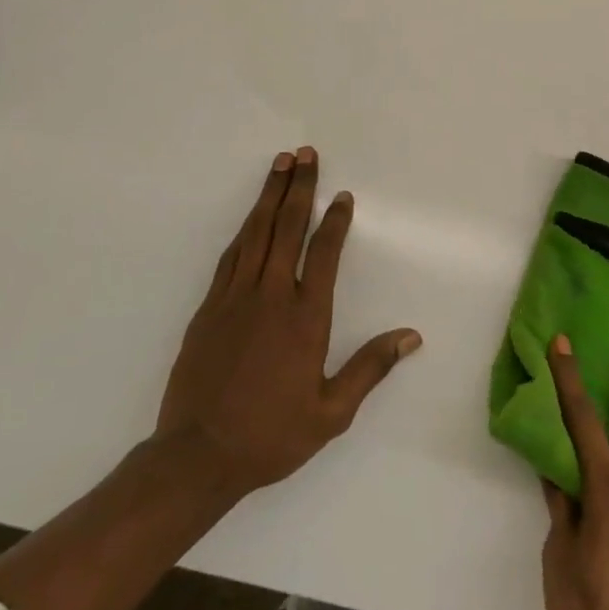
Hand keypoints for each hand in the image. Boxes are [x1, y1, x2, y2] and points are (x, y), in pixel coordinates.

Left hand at [156, 147, 421, 498]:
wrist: (197, 456)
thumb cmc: (271, 435)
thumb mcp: (332, 412)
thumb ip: (370, 368)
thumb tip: (411, 336)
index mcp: (305, 317)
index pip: (324, 253)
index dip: (336, 221)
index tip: (343, 195)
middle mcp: (271, 296)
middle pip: (287, 228)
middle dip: (299, 187)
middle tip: (306, 154)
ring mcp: (235, 298)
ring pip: (255, 233)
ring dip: (269, 196)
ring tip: (279, 165)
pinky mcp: (208, 307)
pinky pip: (231, 256)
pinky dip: (244, 229)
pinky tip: (250, 217)